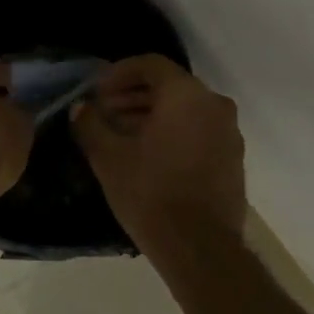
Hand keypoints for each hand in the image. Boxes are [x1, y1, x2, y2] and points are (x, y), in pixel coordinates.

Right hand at [71, 55, 245, 262]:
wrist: (200, 248)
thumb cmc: (151, 193)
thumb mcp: (108, 157)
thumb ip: (91, 124)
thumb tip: (81, 108)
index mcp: (186, 95)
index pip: (151, 65)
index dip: (119, 73)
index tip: (97, 91)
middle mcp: (214, 105)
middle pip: (169, 86)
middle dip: (133, 95)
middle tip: (104, 112)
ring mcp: (229, 133)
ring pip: (185, 110)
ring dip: (152, 115)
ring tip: (121, 135)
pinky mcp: (233, 159)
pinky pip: (199, 131)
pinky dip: (173, 132)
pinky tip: (147, 155)